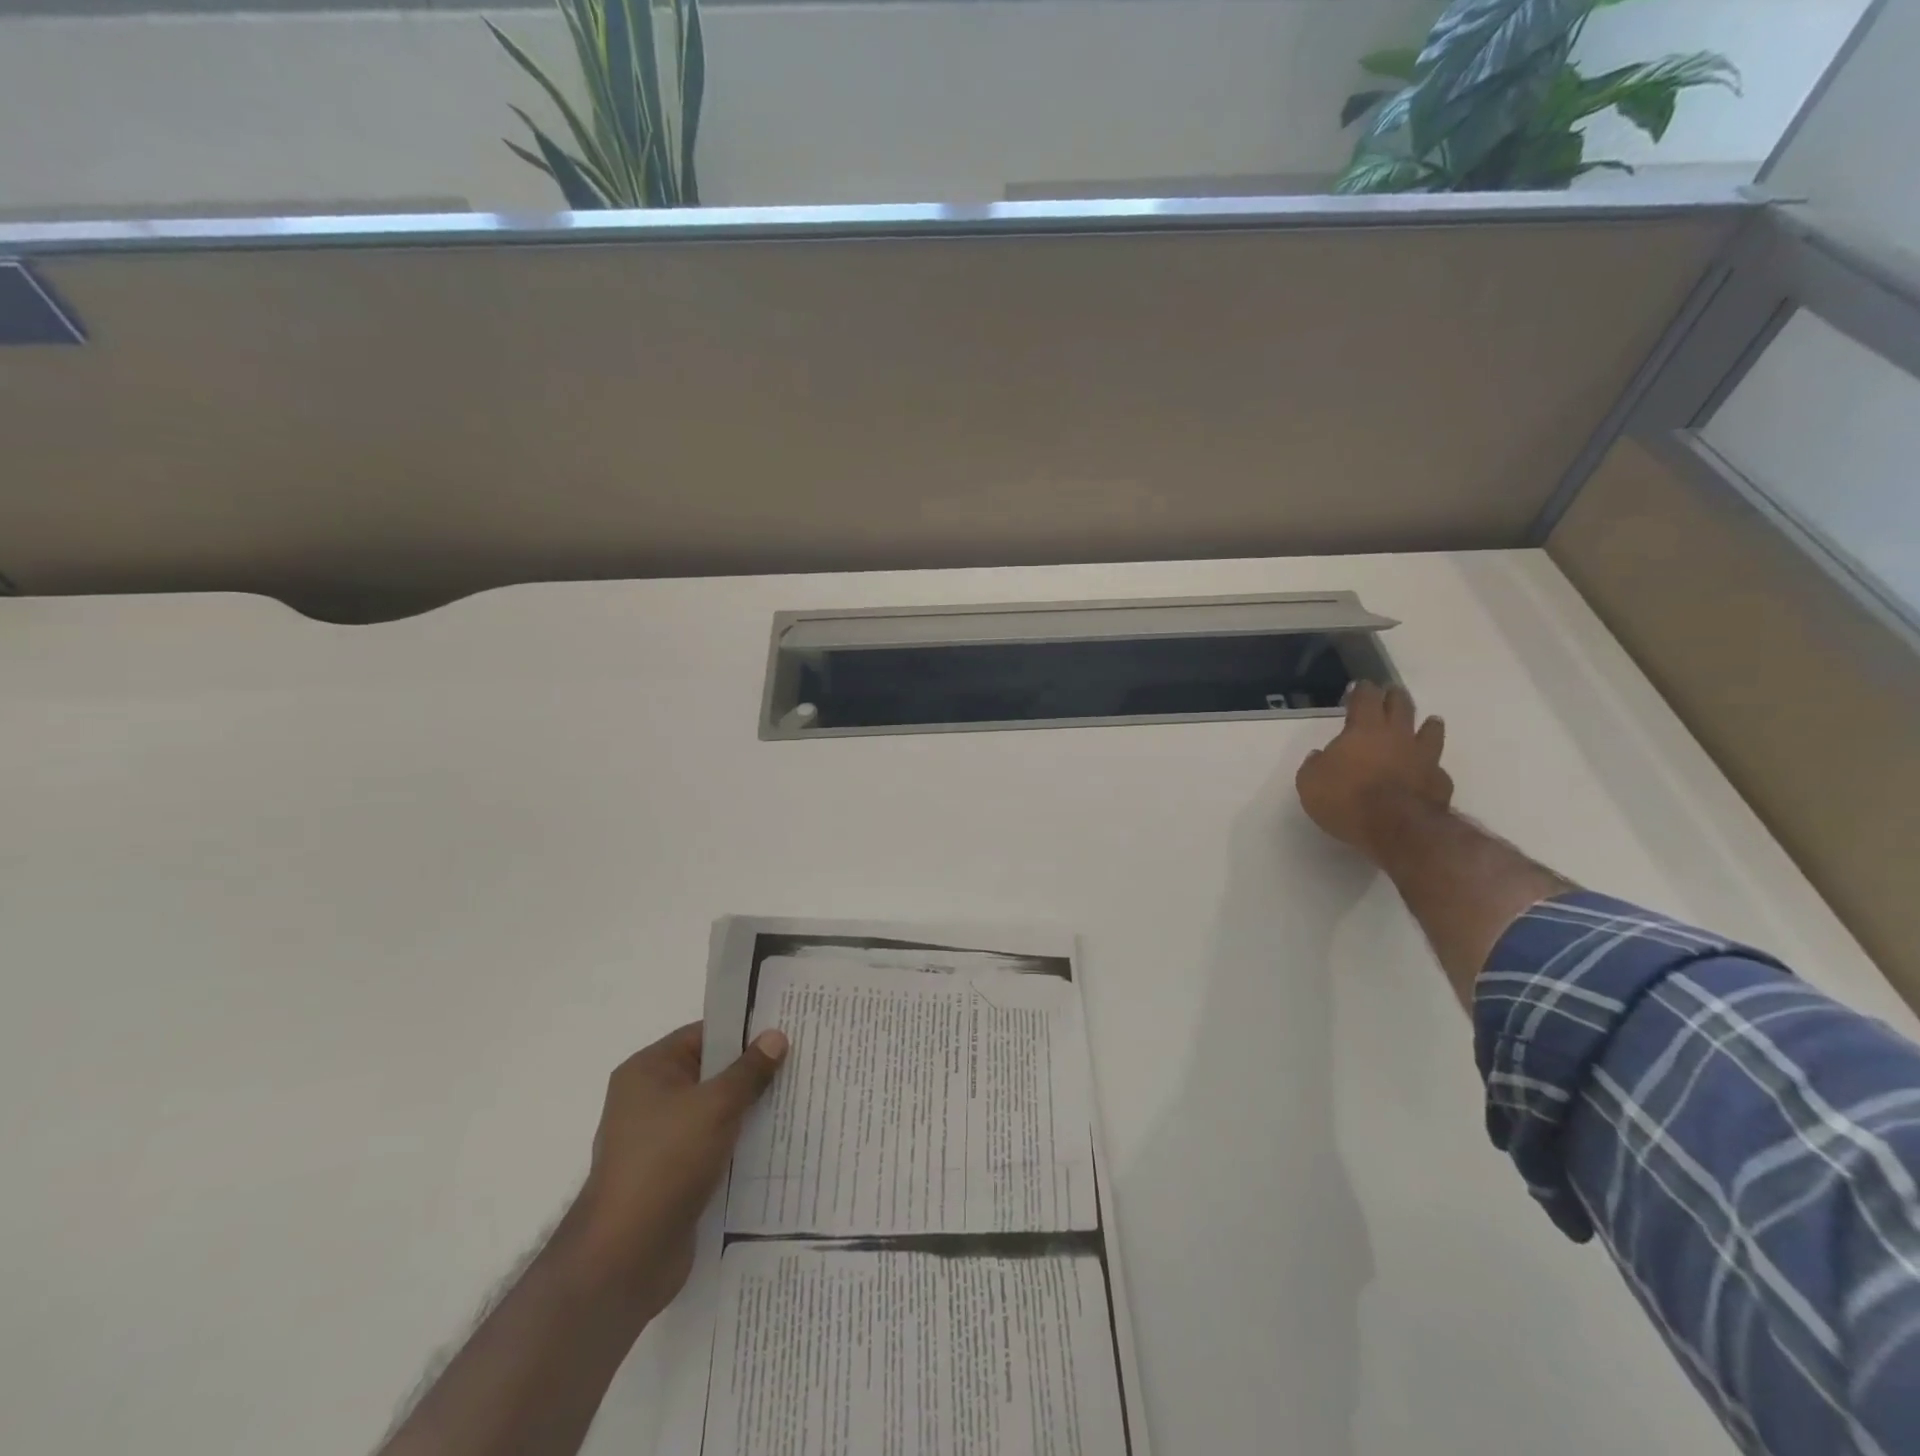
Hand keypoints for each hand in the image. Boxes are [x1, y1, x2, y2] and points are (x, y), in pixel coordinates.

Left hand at [560, 1022, 787, 1321]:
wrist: (625, 1258)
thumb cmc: (666, 1163)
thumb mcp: (715, 1106)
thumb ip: (749, 1070)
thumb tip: (775, 1036)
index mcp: (648, 1070)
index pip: (704, 1035)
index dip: (744, 1031)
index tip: (786, 1030)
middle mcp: (649, 1100)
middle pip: (710, 1073)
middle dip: (752, 1072)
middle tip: (800, 1062)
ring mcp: (659, 1141)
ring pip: (714, 1112)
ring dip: (749, 1110)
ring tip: (797, 1100)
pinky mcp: (672, 1176)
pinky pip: (712, 1146)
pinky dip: (739, 1144)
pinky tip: (776, 1143)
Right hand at [1296, 683, 1451, 862]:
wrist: (1397, 829)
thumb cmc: (1346, 799)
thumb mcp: (1310, 783)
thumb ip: (1314, 765)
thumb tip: (1319, 757)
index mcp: (1364, 729)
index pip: (1365, 698)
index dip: (1362, 690)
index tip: (1360, 686)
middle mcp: (1398, 736)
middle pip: (1401, 706)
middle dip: (1394, 697)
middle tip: (1392, 692)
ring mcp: (1424, 758)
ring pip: (1430, 732)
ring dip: (1428, 725)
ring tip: (1430, 721)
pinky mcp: (1440, 782)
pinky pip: (1438, 768)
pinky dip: (1433, 766)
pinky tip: (1430, 770)